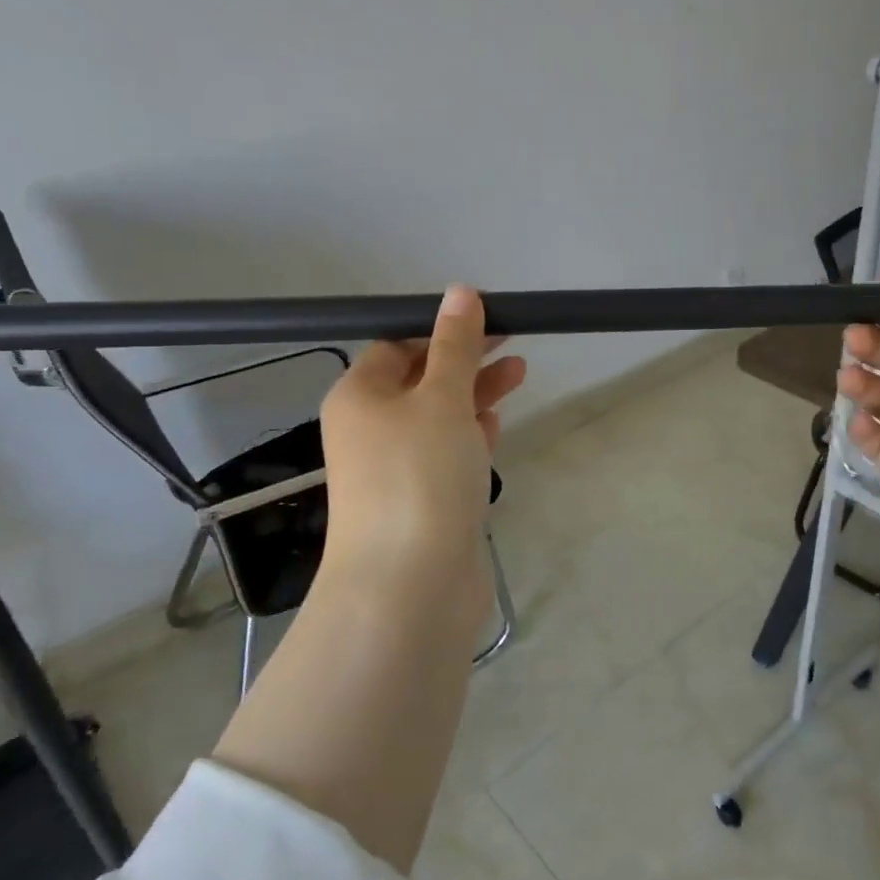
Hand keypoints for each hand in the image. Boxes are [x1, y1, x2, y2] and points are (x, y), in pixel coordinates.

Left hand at [312, 285, 526, 639]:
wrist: (410, 587)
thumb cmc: (420, 477)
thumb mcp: (442, 399)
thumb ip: (455, 346)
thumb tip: (460, 292)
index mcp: (360, 397)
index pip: (397, 346)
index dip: (441, 329)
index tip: (490, 318)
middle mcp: (371, 430)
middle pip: (421, 380)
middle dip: (467, 359)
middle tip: (515, 342)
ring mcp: (396, 470)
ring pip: (438, 418)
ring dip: (475, 395)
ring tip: (520, 374)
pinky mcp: (423, 503)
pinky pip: (446, 456)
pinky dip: (470, 436)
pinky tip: (495, 426)